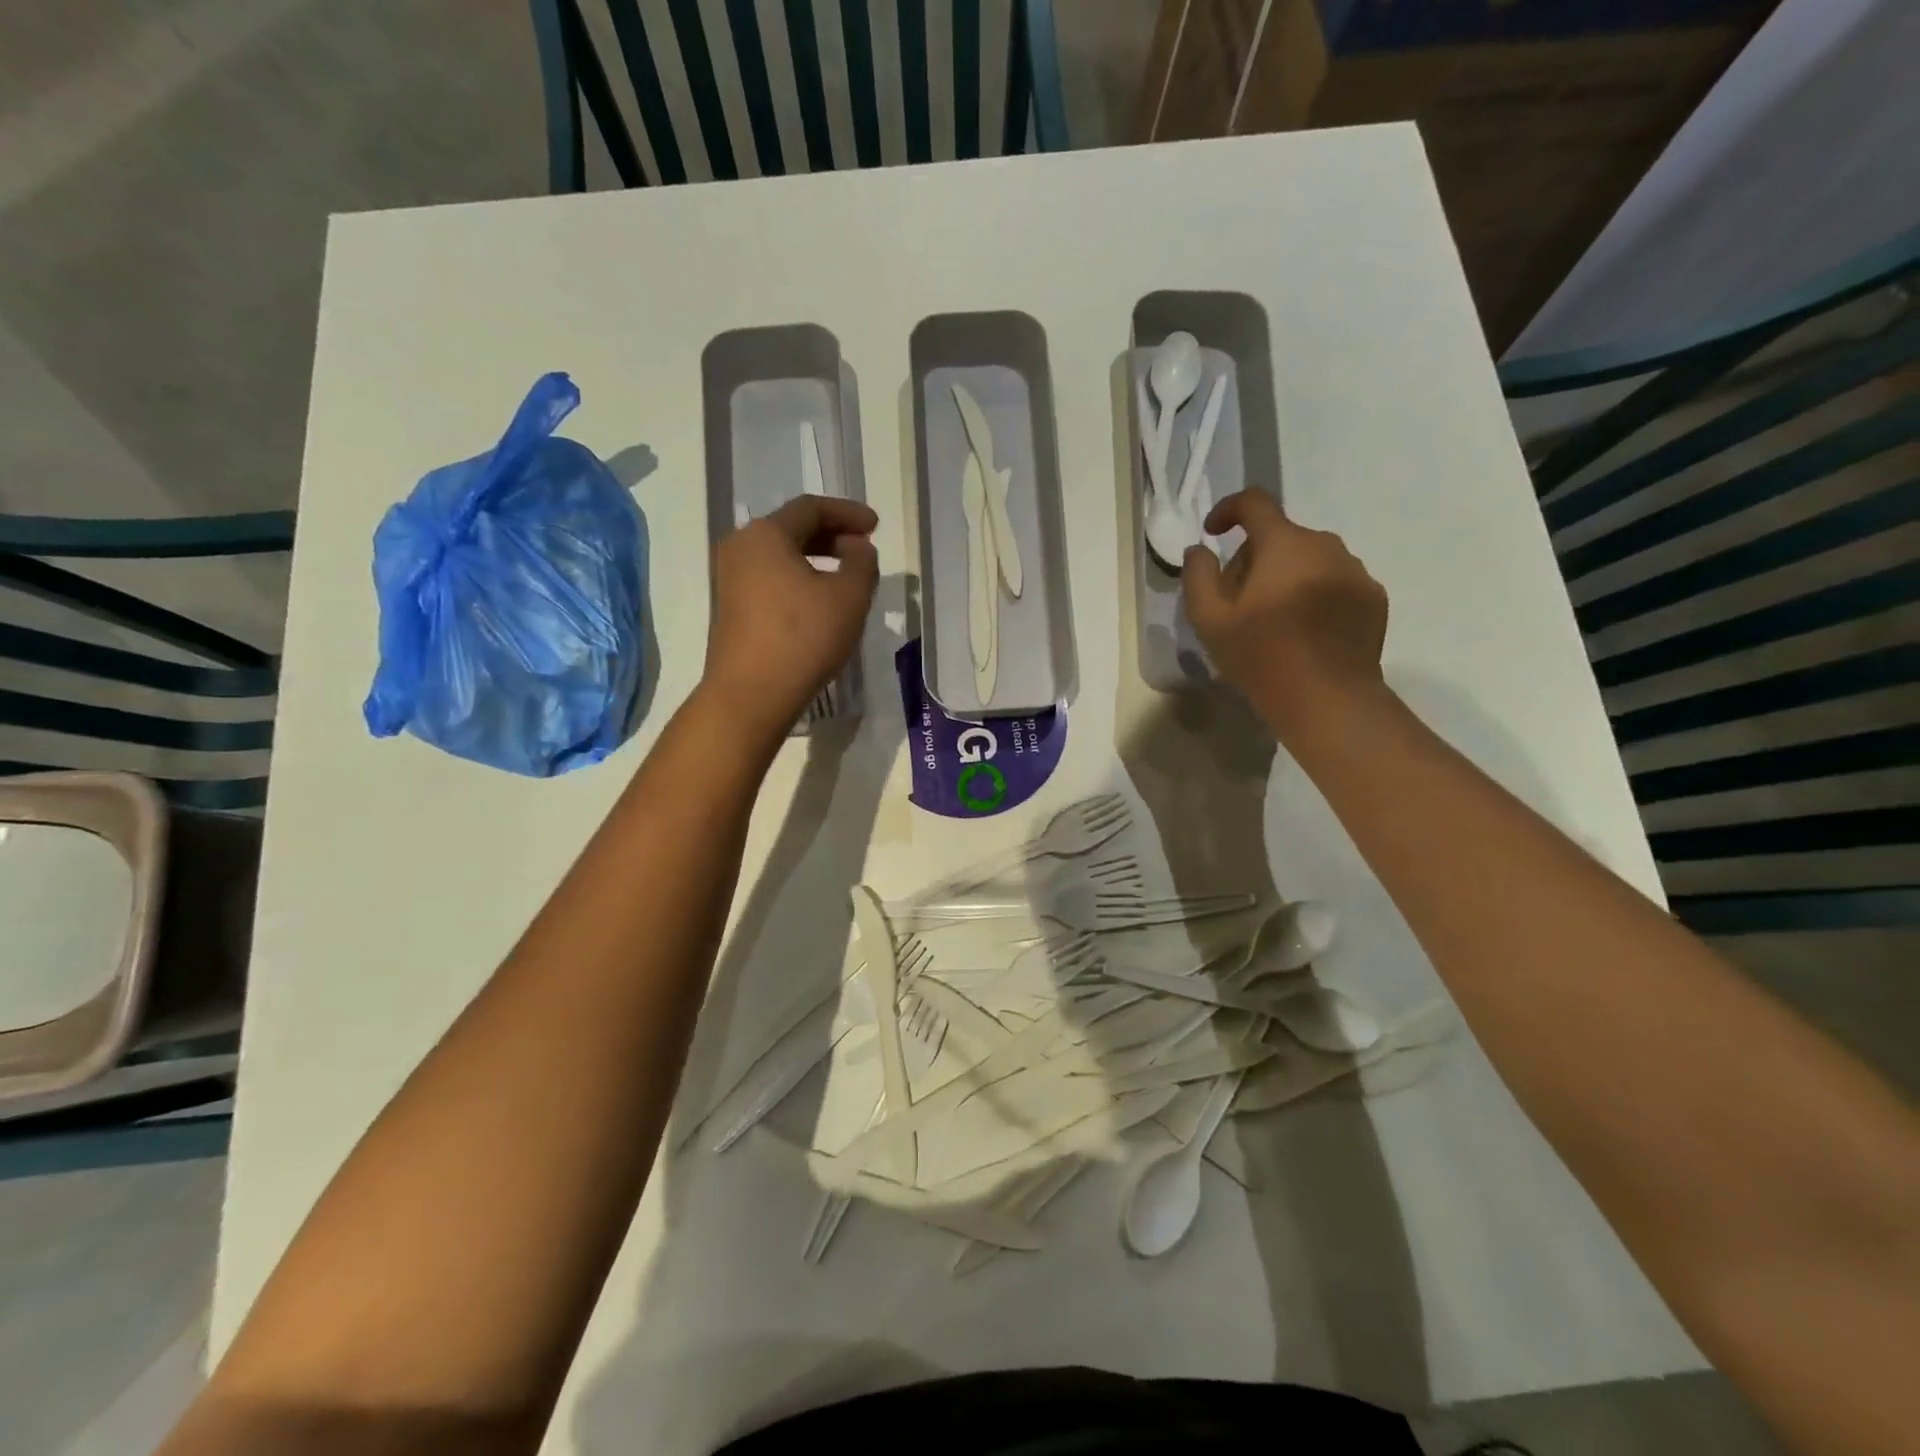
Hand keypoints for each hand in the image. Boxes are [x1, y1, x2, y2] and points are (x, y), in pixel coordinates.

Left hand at [703, 495, 878, 738]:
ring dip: (817, 559)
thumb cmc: (803, 638)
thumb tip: (858, 549)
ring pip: (781, 556)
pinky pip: (771, 579)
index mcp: (765, 534)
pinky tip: (820, 601)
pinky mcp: (731, 608)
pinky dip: (799, 579)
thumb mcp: (849, 597)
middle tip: (863, 550)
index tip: (876, 526)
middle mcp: (741, 548)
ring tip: (847, 577)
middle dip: (832, 535)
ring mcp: (730, 579)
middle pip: (792, 529)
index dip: (848, 513)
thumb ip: (862, 564)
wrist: (751, 695)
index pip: (811, 508)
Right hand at [1182, 490, 1387, 737]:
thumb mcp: (1209, 619)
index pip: (1254, 503)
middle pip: (1281, 536)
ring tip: (1275, 620)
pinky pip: (1336, 582)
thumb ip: (1197, 575)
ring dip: (1288, 576)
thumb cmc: (1262, 656)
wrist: (1328, 698)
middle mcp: (1326, 545)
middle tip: (1239, 600)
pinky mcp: (1373, 598)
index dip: (1228, 509)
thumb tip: (1200, 549)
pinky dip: (1316, 595)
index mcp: (1284, 544)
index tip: (1213, 533)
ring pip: (1310, 559)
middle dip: (1255, 558)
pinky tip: (1305, 632)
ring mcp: (1355, 571)